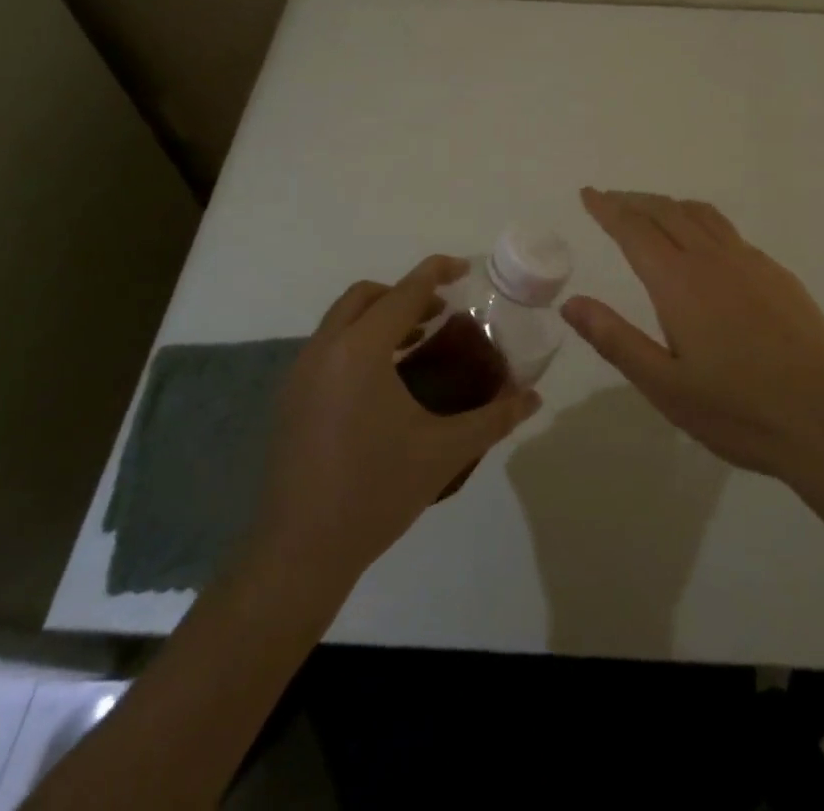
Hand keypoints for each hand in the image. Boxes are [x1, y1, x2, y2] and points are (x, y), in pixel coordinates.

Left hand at [245, 255, 541, 583]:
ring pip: (341, 320)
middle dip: (404, 294)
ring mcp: (300, 374)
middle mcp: (325, 350)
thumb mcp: (445, 451)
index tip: (464, 269)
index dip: (437, 272)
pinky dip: (357, 343)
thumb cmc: (376, 492)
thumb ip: (494, 418)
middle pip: (365, 296)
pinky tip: (383, 383)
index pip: (405, 292)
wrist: (299, 553)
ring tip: (417, 344)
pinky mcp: (289, 399)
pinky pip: (327, 348)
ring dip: (380, 318)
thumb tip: (534, 398)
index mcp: (361, 351)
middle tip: (440, 313)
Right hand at [561, 188, 823, 479]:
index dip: (608, 209)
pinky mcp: (777, 275)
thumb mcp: (664, 386)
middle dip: (634, 201)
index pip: (634, 229)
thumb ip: (616, 340)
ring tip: (652, 212)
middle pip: (667, 212)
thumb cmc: (737, 409)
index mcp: (679, 282)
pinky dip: (702, 224)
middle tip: (611, 201)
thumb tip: (571, 303)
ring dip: (670, 205)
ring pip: (702, 215)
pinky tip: (705, 248)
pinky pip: (730, 233)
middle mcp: (713, 259)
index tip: (589, 194)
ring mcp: (751, 263)